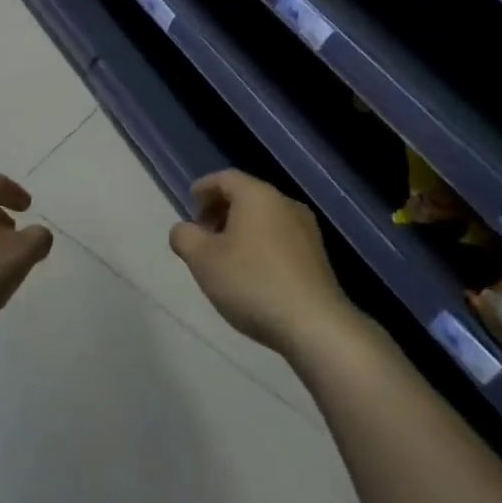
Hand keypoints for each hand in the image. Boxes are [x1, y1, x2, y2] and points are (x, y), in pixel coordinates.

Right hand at [170, 170, 352, 353]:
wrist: (313, 324)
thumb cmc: (251, 282)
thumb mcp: (203, 260)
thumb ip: (184, 237)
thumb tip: (183, 229)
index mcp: (258, 196)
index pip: (225, 178)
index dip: (204, 188)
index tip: (190, 204)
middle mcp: (285, 203)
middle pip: (247, 195)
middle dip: (220, 210)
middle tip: (202, 233)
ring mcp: (307, 229)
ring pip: (265, 217)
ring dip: (241, 229)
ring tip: (225, 256)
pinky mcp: (318, 255)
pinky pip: (281, 237)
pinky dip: (260, 243)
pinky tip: (252, 272)